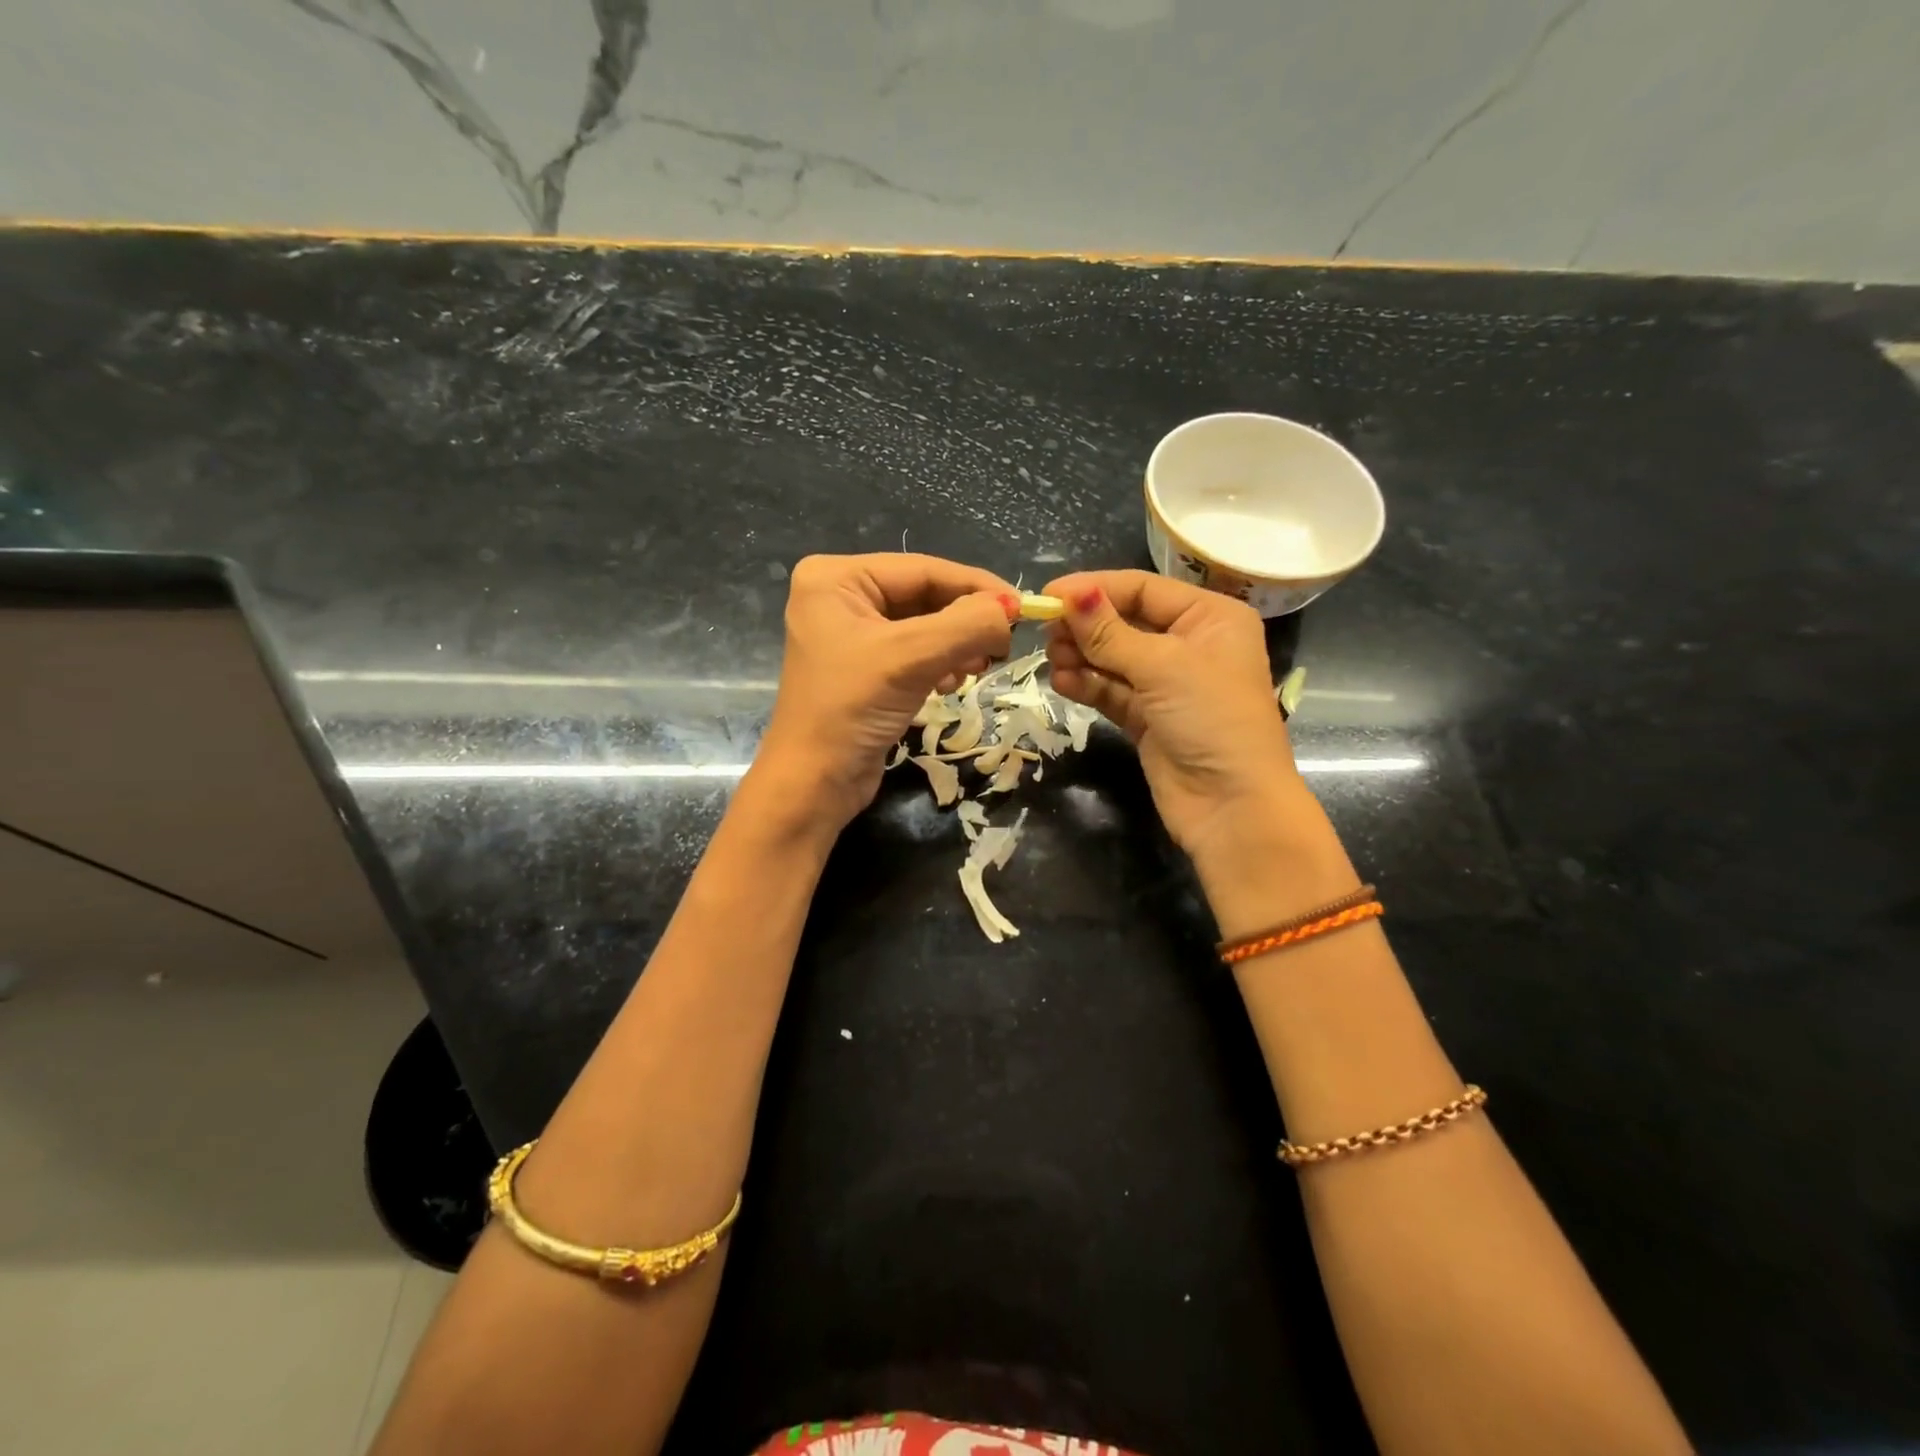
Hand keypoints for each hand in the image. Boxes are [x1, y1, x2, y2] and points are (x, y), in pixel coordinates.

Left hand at [755, 553, 1017, 831]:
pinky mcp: (865, 668)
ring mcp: (852, 634)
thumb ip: (967, 625)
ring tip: (976, 669)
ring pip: (925, 625)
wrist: (814, 784)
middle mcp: (840, 597)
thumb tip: (1010, 611)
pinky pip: (916, 652)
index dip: (976, 586)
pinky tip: (952, 684)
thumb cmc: (851, 708)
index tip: (1023, 607)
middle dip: (965, 621)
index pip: (922, 569)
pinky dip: (941, 664)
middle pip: (925, 596)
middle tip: (1003, 645)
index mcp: (836, 578)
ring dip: (957, 645)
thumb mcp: (912, 657)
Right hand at [1044, 570, 1307, 861]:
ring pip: (1114, 657)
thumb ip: (1110, 633)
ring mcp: (1167, 684)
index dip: (1096, 589)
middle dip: (1086, 626)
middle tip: (1047, 631)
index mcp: (1210, 618)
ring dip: (1082, 655)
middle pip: (1125, 621)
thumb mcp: (1162, 667)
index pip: (1143, 589)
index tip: (1049, 596)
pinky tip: (1062, 682)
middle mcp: (1190, 644)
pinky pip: (1111, 690)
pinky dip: (1087, 684)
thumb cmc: (1211, 719)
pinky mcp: (1148, 718)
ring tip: (1052, 659)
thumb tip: (1071, 595)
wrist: (1232, 806)